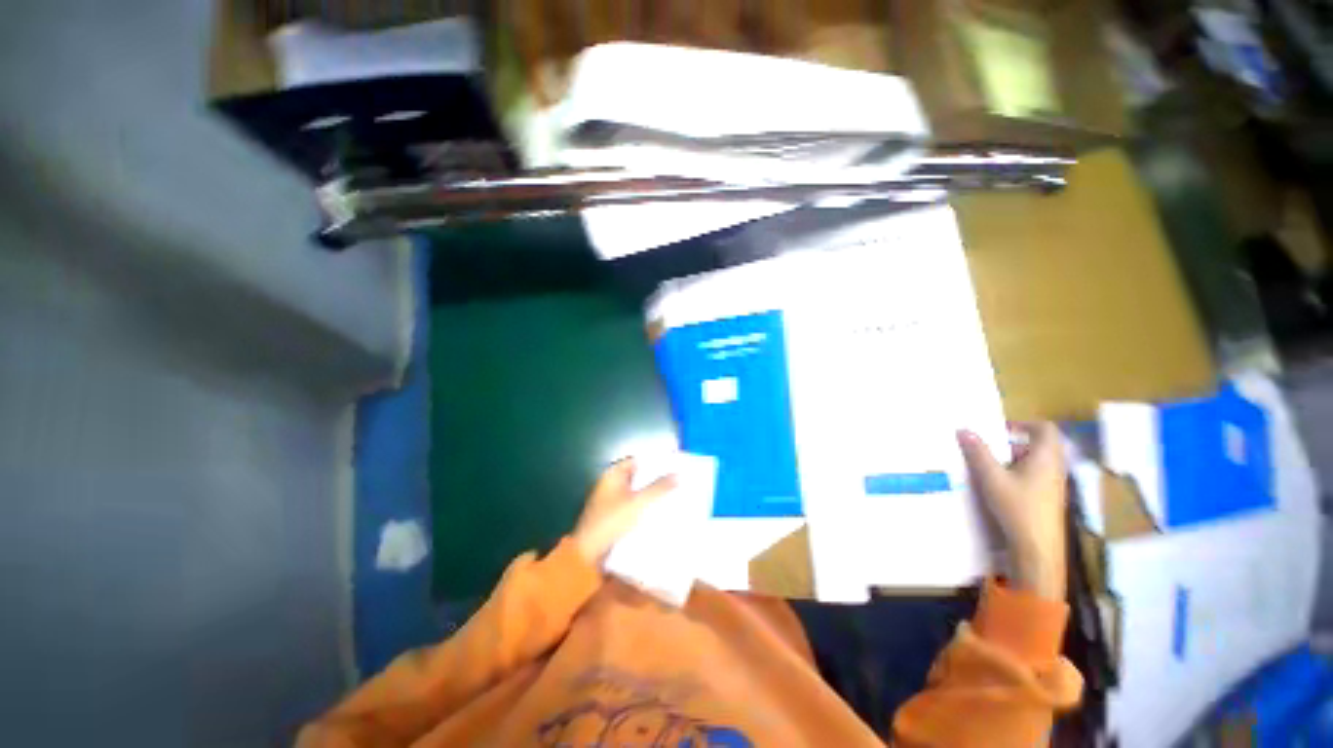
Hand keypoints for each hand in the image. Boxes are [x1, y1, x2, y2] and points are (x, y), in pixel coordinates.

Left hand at [573, 459, 676, 565]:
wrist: (588, 554)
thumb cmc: (611, 522)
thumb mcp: (638, 503)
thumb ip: (658, 488)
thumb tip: (677, 475)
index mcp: (613, 475)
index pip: (637, 460)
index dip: (655, 461)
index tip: (673, 464)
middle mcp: (611, 484)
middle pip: (638, 476)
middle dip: (656, 479)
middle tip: (678, 480)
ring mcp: (611, 501)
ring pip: (637, 492)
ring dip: (652, 494)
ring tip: (674, 494)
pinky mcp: (614, 517)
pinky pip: (634, 506)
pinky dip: (645, 507)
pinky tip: (660, 512)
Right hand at [958, 423, 1067, 600]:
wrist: (1037, 548)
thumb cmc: (1018, 507)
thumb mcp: (991, 477)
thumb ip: (977, 453)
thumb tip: (963, 429)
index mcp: (1046, 457)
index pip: (1044, 429)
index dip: (1023, 424)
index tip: (1000, 429)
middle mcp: (1055, 468)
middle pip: (1039, 445)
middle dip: (1012, 443)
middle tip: (988, 448)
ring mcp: (1054, 485)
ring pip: (1036, 462)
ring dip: (1013, 459)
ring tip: (988, 467)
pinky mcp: (1048, 499)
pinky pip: (1035, 476)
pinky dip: (1017, 474)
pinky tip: (999, 486)